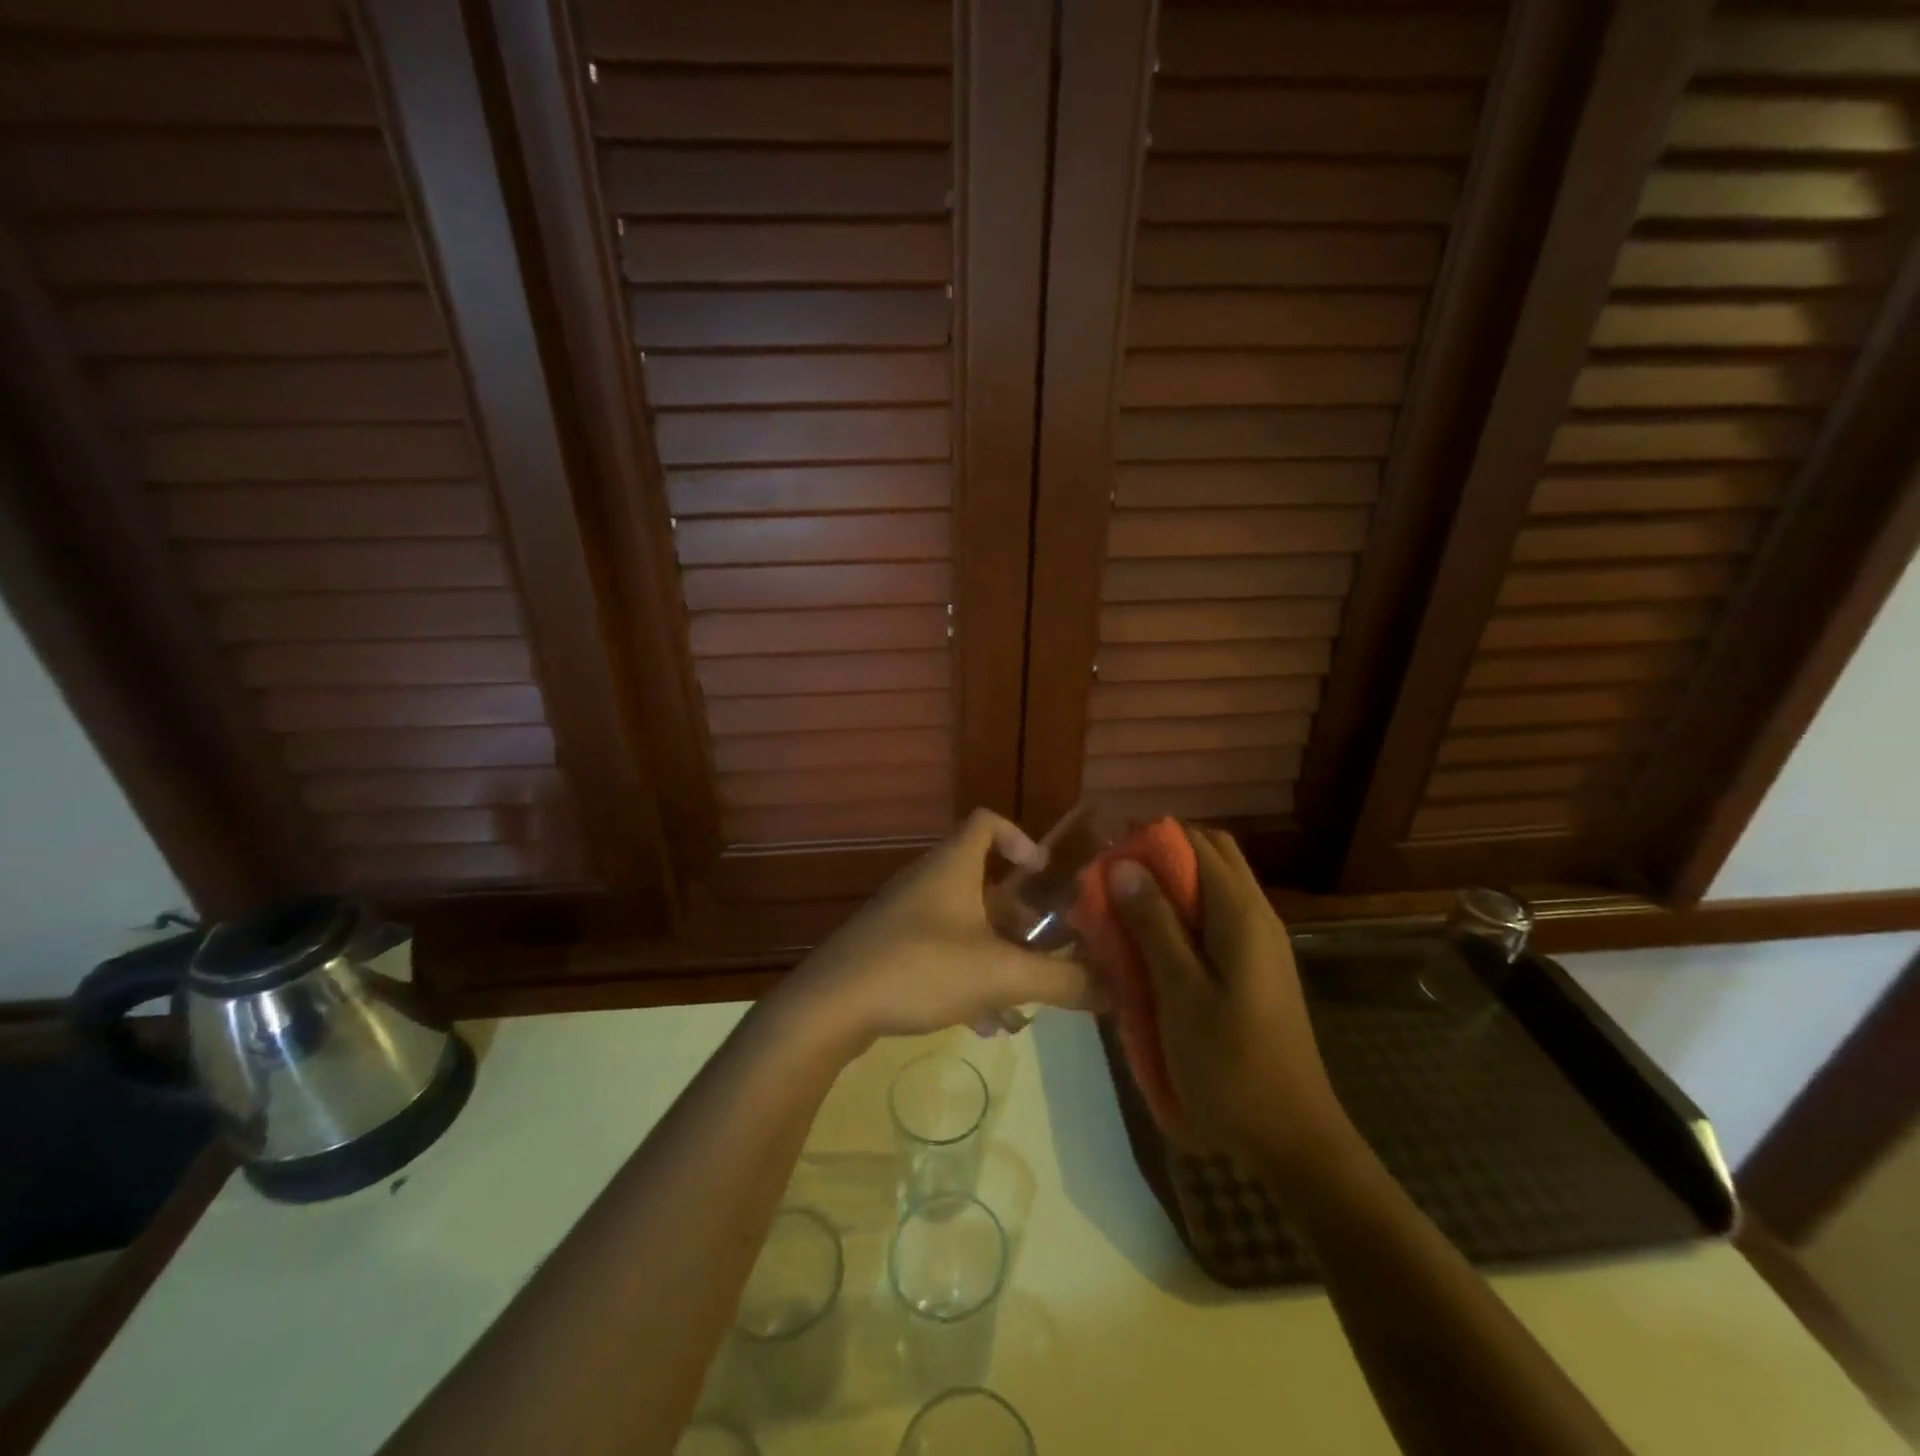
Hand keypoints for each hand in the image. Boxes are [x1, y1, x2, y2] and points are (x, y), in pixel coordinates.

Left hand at [778, 809, 1095, 1056]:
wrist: (830, 1006)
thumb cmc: (921, 968)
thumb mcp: (1001, 974)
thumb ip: (1062, 980)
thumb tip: (1117, 988)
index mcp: (952, 866)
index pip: (987, 822)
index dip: (1020, 838)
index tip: (1044, 874)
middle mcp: (927, 882)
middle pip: (984, 883)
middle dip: (1019, 918)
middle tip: (1047, 949)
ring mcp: (904, 916)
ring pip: (965, 926)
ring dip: (996, 958)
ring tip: (1021, 1004)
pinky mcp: (889, 949)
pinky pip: (940, 954)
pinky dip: (966, 978)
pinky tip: (981, 1025)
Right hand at [1110, 826, 1357, 1177]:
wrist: (1291, 1139)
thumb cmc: (1230, 1065)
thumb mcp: (1180, 994)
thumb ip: (1154, 925)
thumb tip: (1124, 865)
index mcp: (1241, 915)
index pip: (1199, 844)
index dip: (1152, 838)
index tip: (1109, 853)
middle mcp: (1257, 917)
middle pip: (1211, 859)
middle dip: (1162, 858)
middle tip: (1116, 882)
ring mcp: (1260, 946)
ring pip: (1213, 891)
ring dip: (1170, 890)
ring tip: (1125, 913)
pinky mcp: (1256, 971)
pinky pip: (1216, 923)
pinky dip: (1183, 919)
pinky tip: (1152, 950)